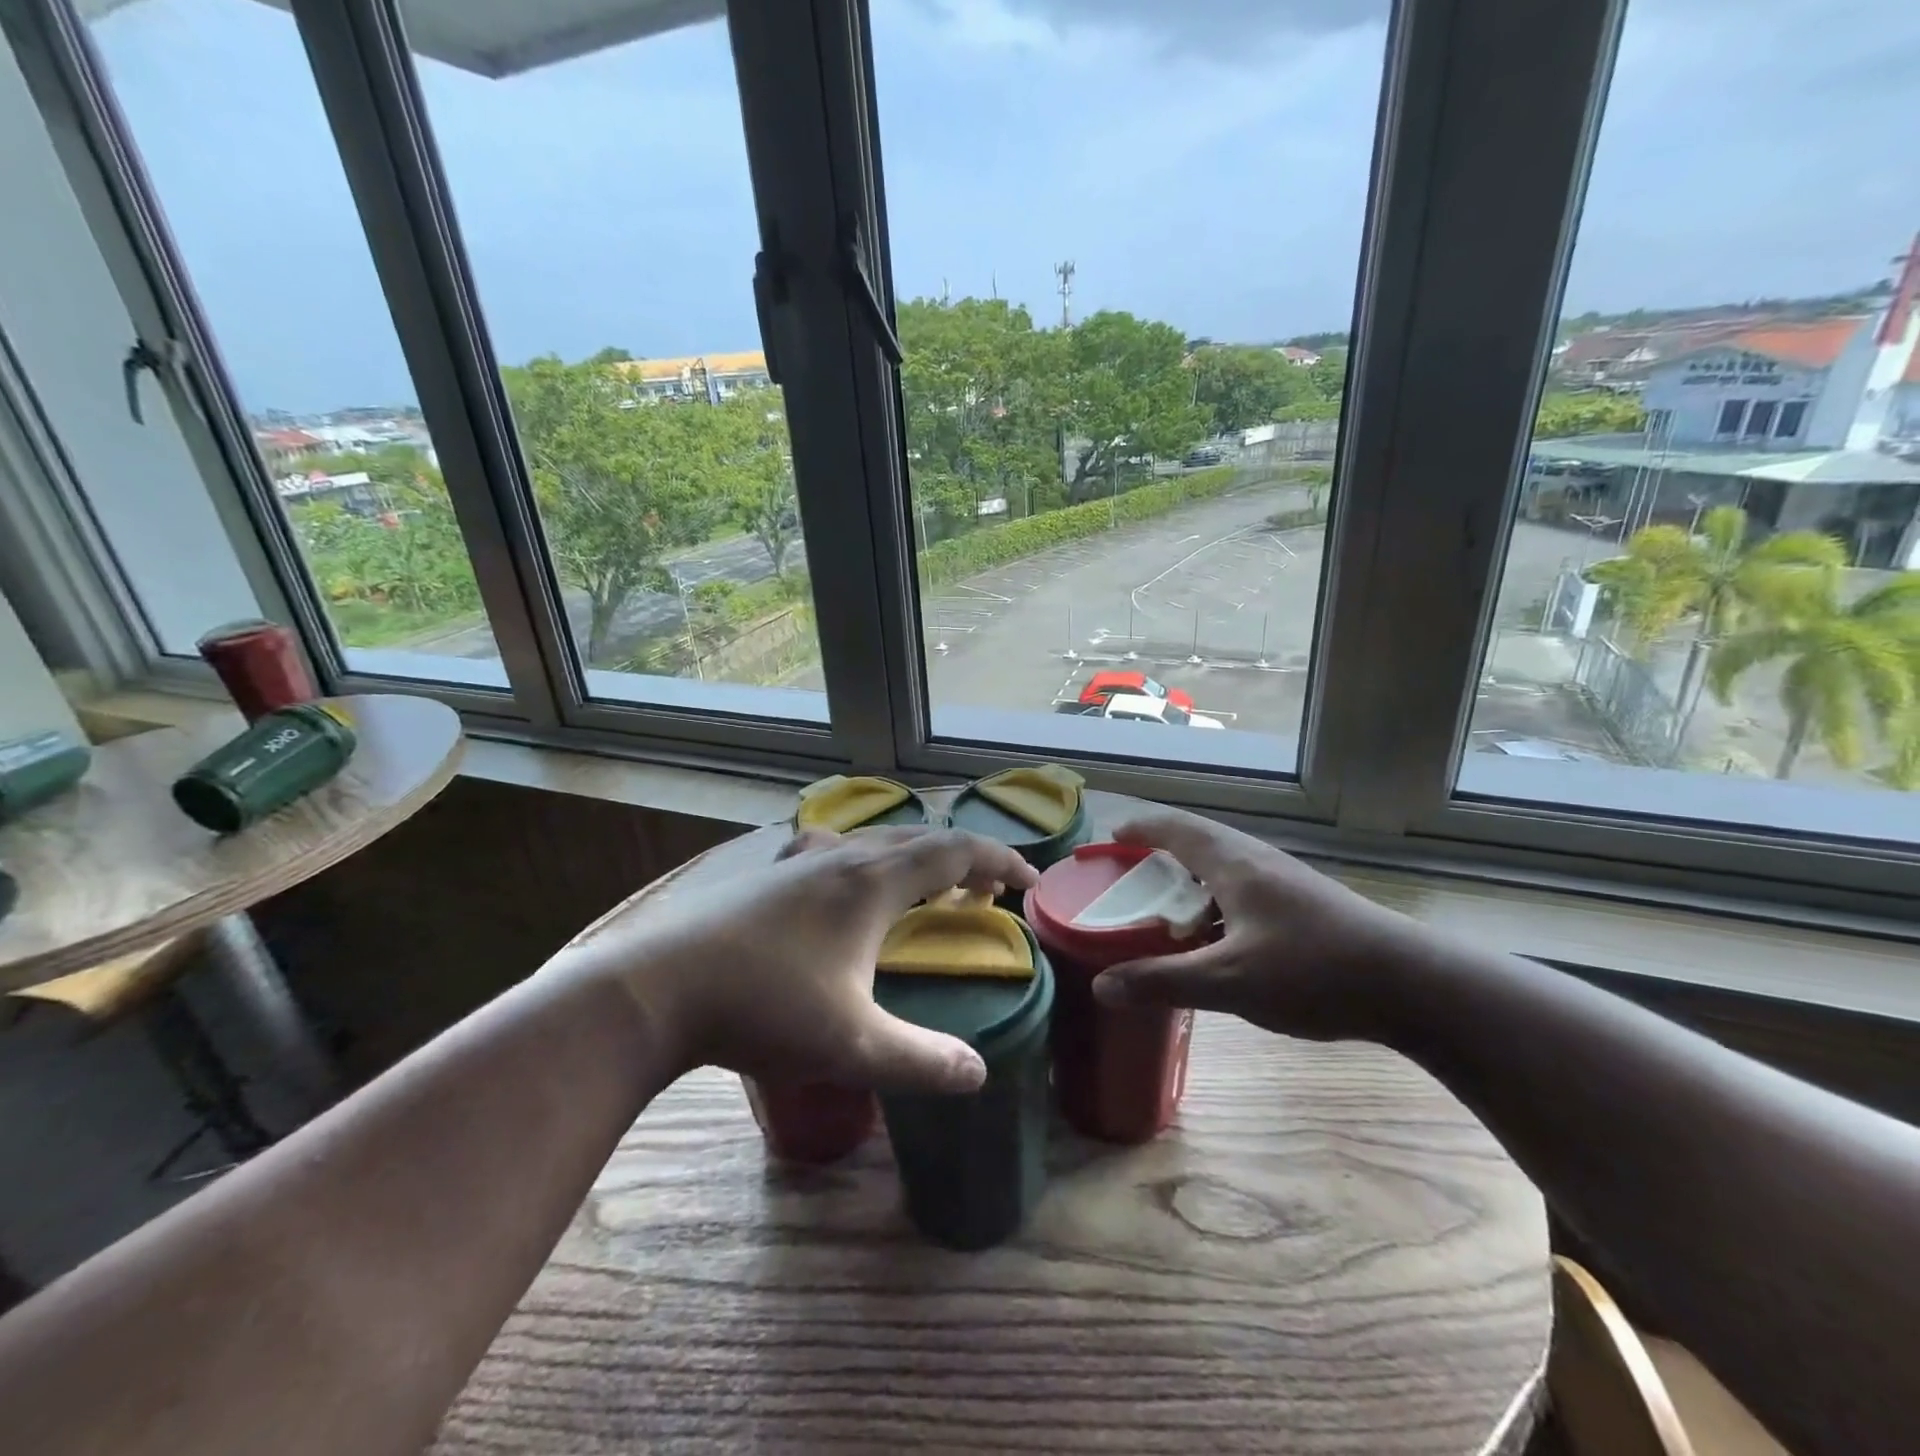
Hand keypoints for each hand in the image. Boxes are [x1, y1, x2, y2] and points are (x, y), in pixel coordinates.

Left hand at [549, 825, 1037, 1093]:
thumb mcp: (852, 1045)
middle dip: (964, 862)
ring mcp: (799, 859)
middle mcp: (842, 856)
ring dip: (914, 858)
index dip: (1000, 862)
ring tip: (926, 891)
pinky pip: (834, 848)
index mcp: (873, 882)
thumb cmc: (763, 1009)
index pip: (956, 852)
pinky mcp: (766, 874)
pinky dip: (864, 859)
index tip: (1030, 882)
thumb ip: (922, 1061)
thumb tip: (979, 1074)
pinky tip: (842, 883)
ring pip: (875, 840)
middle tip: (986, 896)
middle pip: (920, 839)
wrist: (656, 989)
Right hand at [1092, 807, 1418, 1042]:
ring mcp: (1284, 881)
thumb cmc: (1314, 971)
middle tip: (1127, 876)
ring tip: (1163, 907)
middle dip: (1158, 852)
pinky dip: (1213, 900)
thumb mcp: (1229, 981)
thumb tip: (1101, 986)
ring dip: (1187, 878)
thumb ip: (1163, 981)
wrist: (1413, 985)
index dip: (1139, 829)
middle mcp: (1257, 861)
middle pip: (1197, 840)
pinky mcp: (1303, 904)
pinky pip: (1242, 889)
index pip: (1174, 827)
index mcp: (1234, 863)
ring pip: (1222, 866)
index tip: (1110, 839)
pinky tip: (1215, 936)